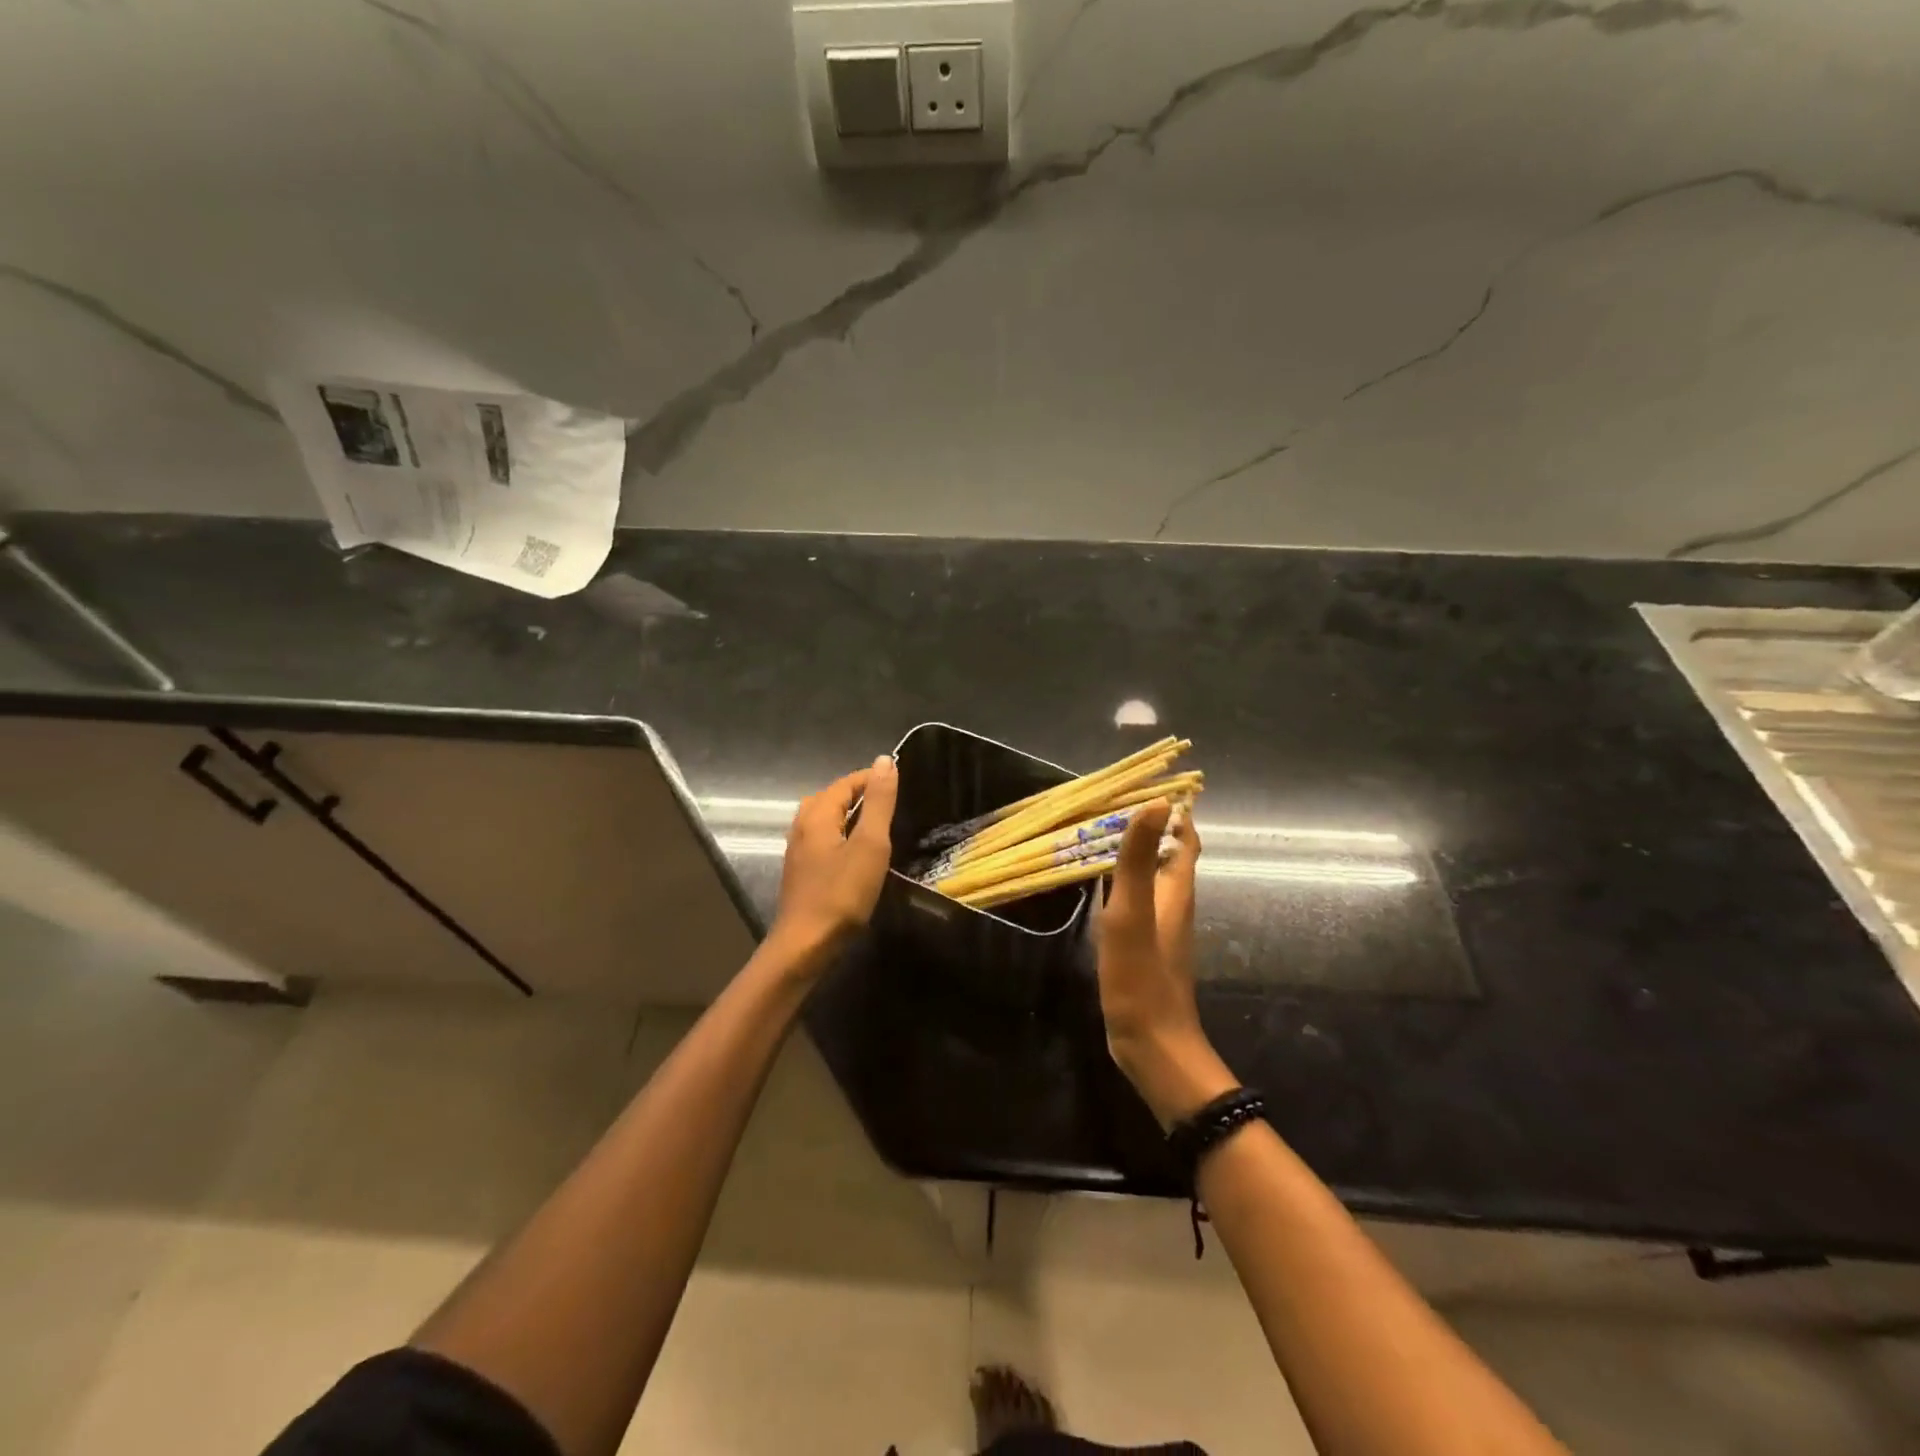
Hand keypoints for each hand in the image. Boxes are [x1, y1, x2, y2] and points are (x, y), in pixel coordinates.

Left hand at [771, 755, 899, 961]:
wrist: (805, 945)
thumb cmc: (841, 894)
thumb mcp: (870, 845)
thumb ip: (878, 802)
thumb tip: (885, 760)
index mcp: (817, 814)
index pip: (846, 782)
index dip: (873, 779)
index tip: (901, 785)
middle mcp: (802, 825)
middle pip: (832, 797)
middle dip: (860, 794)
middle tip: (892, 804)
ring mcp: (797, 849)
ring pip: (825, 818)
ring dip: (850, 815)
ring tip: (877, 825)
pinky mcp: (800, 870)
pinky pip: (822, 838)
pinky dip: (841, 834)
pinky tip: (856, 852)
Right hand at [1096, 799, 1235, 1126]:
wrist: (1152, 1045)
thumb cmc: (1141, 976)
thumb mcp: (1132, 912)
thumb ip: (1140, 860)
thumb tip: (1158, 802)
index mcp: (1176, 890)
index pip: (1186, 839)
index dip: (1177, 811)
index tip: (1150, 784)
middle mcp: (1174, 904)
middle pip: (1170, 854)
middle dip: (1151, 827)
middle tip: (1111, 804)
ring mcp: (1161, 928)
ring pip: (1154, 877)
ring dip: (1137, 853)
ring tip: (1100, 834)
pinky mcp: (1146, 948)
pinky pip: (1139, 900)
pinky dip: (1125, 882)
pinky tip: (1100, 885)